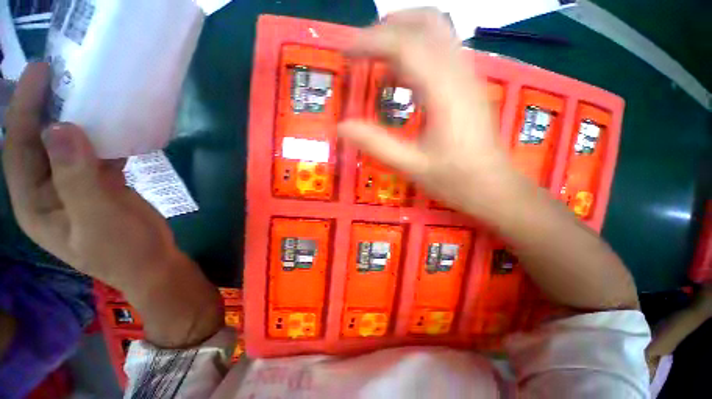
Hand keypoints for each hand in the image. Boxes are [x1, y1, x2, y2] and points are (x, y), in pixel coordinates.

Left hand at [3, 63, 222, 346]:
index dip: (26, 109)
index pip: (19, 148)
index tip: (41, 73)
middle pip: (40, 142)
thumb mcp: (98, 218)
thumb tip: (61, 128)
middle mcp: (48, 189)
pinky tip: (114, 123)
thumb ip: (77, 178)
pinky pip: (95, 153)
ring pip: (68, 145)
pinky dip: (103, 136)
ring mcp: (75, 186)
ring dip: (76, 118)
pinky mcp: (101, 184)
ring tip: (87, 91)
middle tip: (62, 74)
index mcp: (35, 202)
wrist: (155, 262)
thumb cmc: (124, 250)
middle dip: (46, 107)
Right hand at [338, 9, 519, 217]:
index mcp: (443, 91)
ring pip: (436, 31)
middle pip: (425, 23)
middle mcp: (458, 72)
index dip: (370, 41)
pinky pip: (441, 51)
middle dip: (387, 28)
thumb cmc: (454, 179)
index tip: (345, 52)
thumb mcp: (411, 166)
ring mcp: (467, 75)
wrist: (493, 187)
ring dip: (402, 35)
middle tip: (361, 50)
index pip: (404, 45)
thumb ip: (376, 144)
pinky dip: (415, 52)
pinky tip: (401, 78)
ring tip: (377, 60)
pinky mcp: (468, 85)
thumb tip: (342, 126)